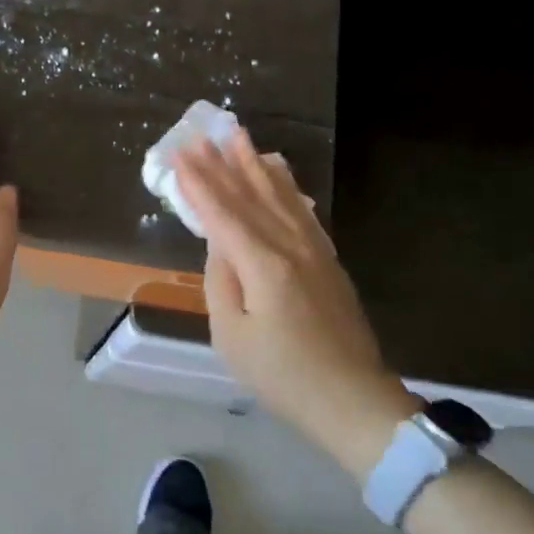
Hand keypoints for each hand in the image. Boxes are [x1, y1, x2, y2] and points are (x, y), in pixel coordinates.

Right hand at [172, 129, 419, 476]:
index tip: (180, 153)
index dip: (199, 183)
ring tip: (241, 138)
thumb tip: (219, 245)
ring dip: (257, 166)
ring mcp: (314, 252)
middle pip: (251, 197)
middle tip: (205, 134)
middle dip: (225, 164)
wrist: (352, 400)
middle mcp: (290, 247)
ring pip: (280, 197)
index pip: (223, 214)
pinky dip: (288, 188)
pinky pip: (303, 212)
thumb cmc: (283, 375)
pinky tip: (280, 175)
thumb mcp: (232, 336)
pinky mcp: (328, 262)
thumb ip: (220, 282)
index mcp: (262, 265)